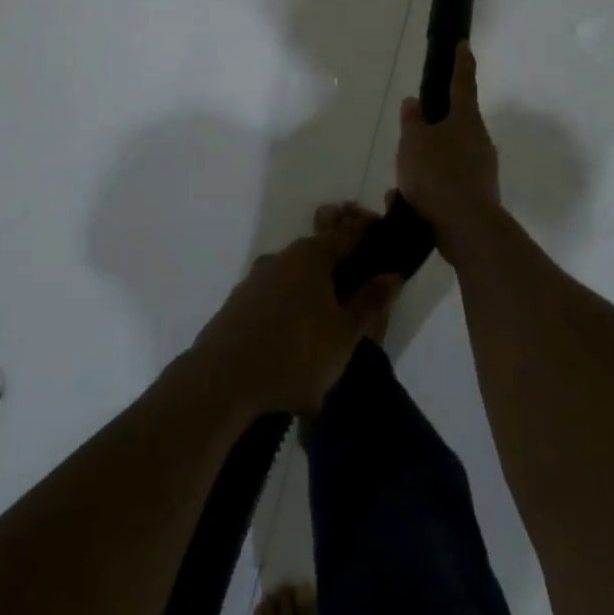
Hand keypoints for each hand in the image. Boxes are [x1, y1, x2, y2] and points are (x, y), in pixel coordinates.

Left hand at [194, 207, 399, 416]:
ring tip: (325, 330)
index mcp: (312, 256)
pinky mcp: (236, 304)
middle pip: (319, 253)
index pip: (349, 232)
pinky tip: (292, 342)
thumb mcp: (344, 334)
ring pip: (294, 278)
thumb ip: (370, 301)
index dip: (369, 233)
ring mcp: (254, 280)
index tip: (385, 239)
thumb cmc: (295, 354)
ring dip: (312, 294)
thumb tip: (392, 273)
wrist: (221, 382)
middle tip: (358, 294)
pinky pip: (273, 299)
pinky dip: (288, 311)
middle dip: (340, 268)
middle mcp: (281, 257)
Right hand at [396, 42, 502, 254]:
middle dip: (431, 130)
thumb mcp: (414, 142)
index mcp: (466, 119)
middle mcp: (479, 140)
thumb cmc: (438, 175)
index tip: (463, 45)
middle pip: (454, 125)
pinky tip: (407, 204)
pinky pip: (447, 184)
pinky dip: (428, 190)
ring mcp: (482, 169)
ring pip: (448, 158)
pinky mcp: (477, 195)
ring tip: (401, 182)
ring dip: (426, 165)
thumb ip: (412, 121)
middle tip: (409, 139)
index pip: (463, 82)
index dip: (461, 62)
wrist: (467, 228)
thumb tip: (414, 102)